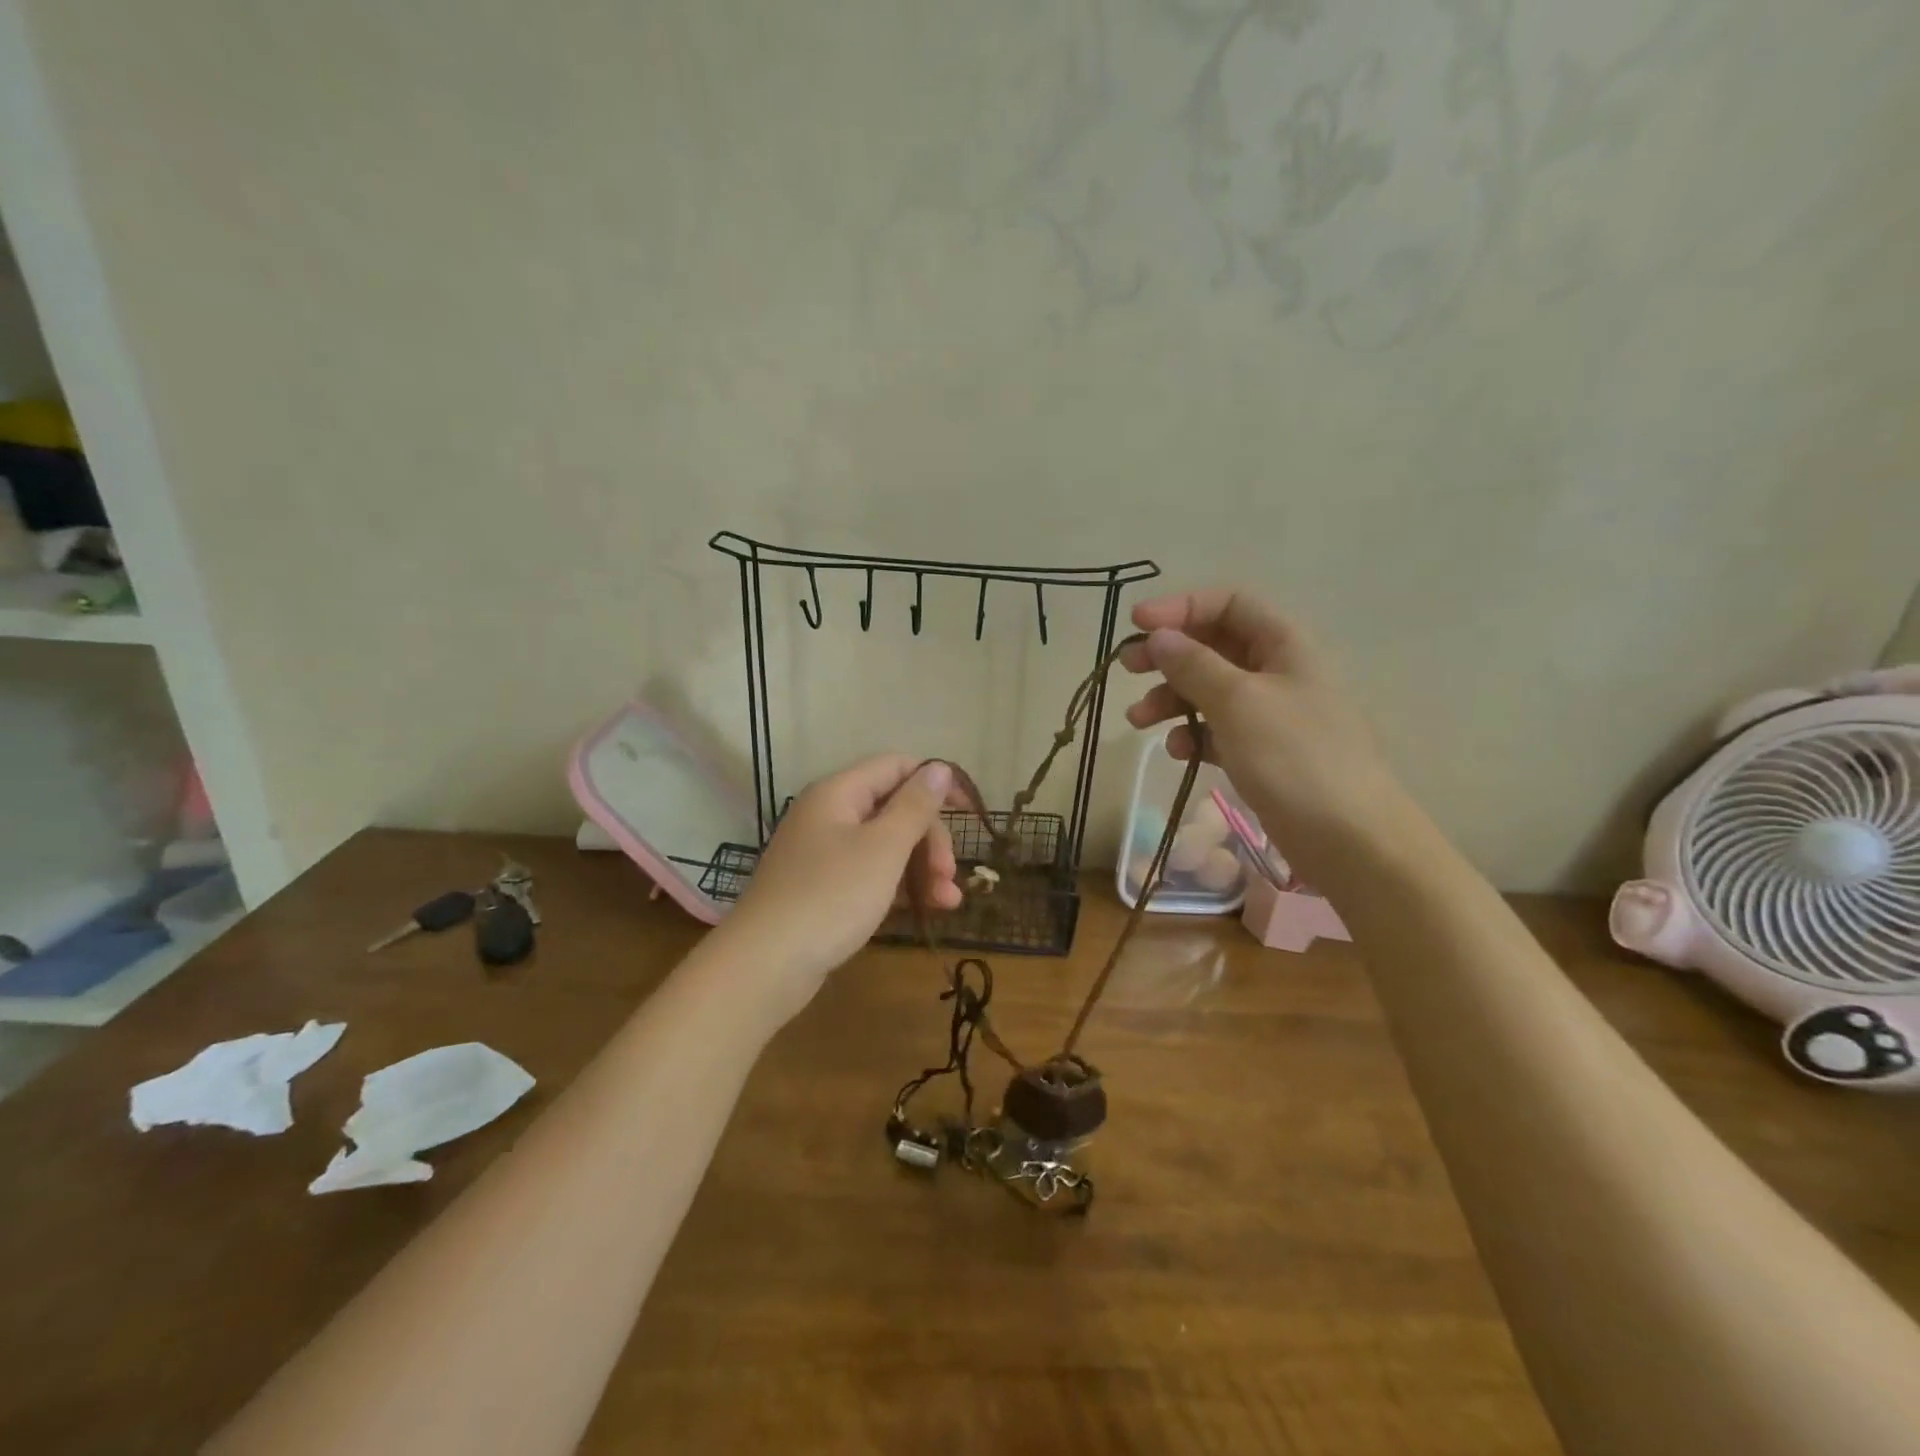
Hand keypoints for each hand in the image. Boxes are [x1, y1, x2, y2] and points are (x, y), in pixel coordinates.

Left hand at [718, 756, 959, 1020]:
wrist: (765, 966)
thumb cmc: (831, 897)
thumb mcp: (883, 848)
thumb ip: (914, 806)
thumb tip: (939, 767)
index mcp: (839, 793)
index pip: (896, 767)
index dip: (935, 783)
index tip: (969, 812)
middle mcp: (829, 815)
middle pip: (894, 809)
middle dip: (929, 839)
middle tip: (949, 875)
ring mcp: (824, 854)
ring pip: (886, 846)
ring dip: (922, 868)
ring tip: (948, 903)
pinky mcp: (824, 890)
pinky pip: (871, 875)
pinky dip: (899, 888)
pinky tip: (925, 911)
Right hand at [1120, 589, 1413, 880]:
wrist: (1349, 839)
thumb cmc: (1294, 757)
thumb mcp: (1237, 701)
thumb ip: (1193, 664)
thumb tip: (1159, 636)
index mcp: (1283, 644)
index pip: (1228, 603)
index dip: (1181, 607)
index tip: (1137, 623)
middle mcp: (1277, 671)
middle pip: (1214, 646)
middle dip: (1168, 655)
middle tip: (1127, 668)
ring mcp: (1271, 714)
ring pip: (1210, 690)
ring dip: (1171, 699)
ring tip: (1137, 721)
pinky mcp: (1263, 752)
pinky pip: (1218, 729)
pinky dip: (1194, 734)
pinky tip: (1179, 752)